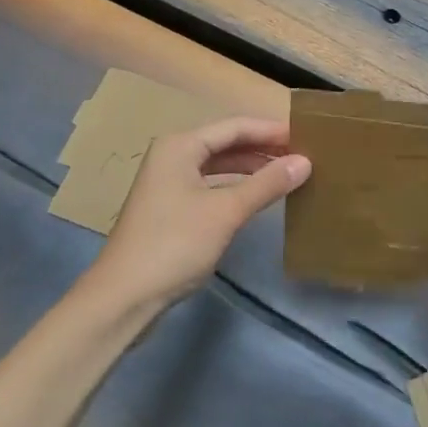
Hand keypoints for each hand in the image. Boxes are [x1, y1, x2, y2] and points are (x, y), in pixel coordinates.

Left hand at [91, 116, 309, 312]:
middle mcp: (172, 155)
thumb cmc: (174, 244)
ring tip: (286, 174)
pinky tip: (256, 197)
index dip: (271, 130)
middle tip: (301, 155)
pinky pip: (210, 185)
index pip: (235, 126)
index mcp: (180, 145)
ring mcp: (167, 182)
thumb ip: (267, 184)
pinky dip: (235, 187)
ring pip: (218, 165)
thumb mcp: (226, 212)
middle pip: (226, 143)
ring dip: (250, 168)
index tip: (305, 135)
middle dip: (262, 149)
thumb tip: (306, 161)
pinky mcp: (168, 207)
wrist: (121, 299)